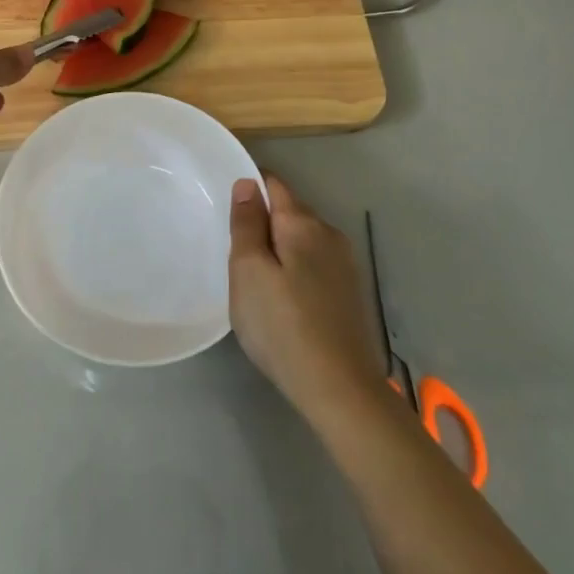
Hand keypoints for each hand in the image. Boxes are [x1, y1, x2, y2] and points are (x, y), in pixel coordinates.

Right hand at [229, 174, 387, 422]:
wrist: (339, 389)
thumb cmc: (282, 326)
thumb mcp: (248, 272)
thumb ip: (246, 224)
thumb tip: (248, 184)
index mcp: (303, 224)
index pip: (274, 184)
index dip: (249, 185)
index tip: (224, 201)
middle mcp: (330, 235)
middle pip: (290, 211)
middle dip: (262, 219)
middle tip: (232, 246)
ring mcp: (345, 265)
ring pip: (302, 239)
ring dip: (278, 246)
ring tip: (253, 274)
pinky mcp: (349, 293)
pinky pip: (313, 264)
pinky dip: (294, 268)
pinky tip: (281, 296)